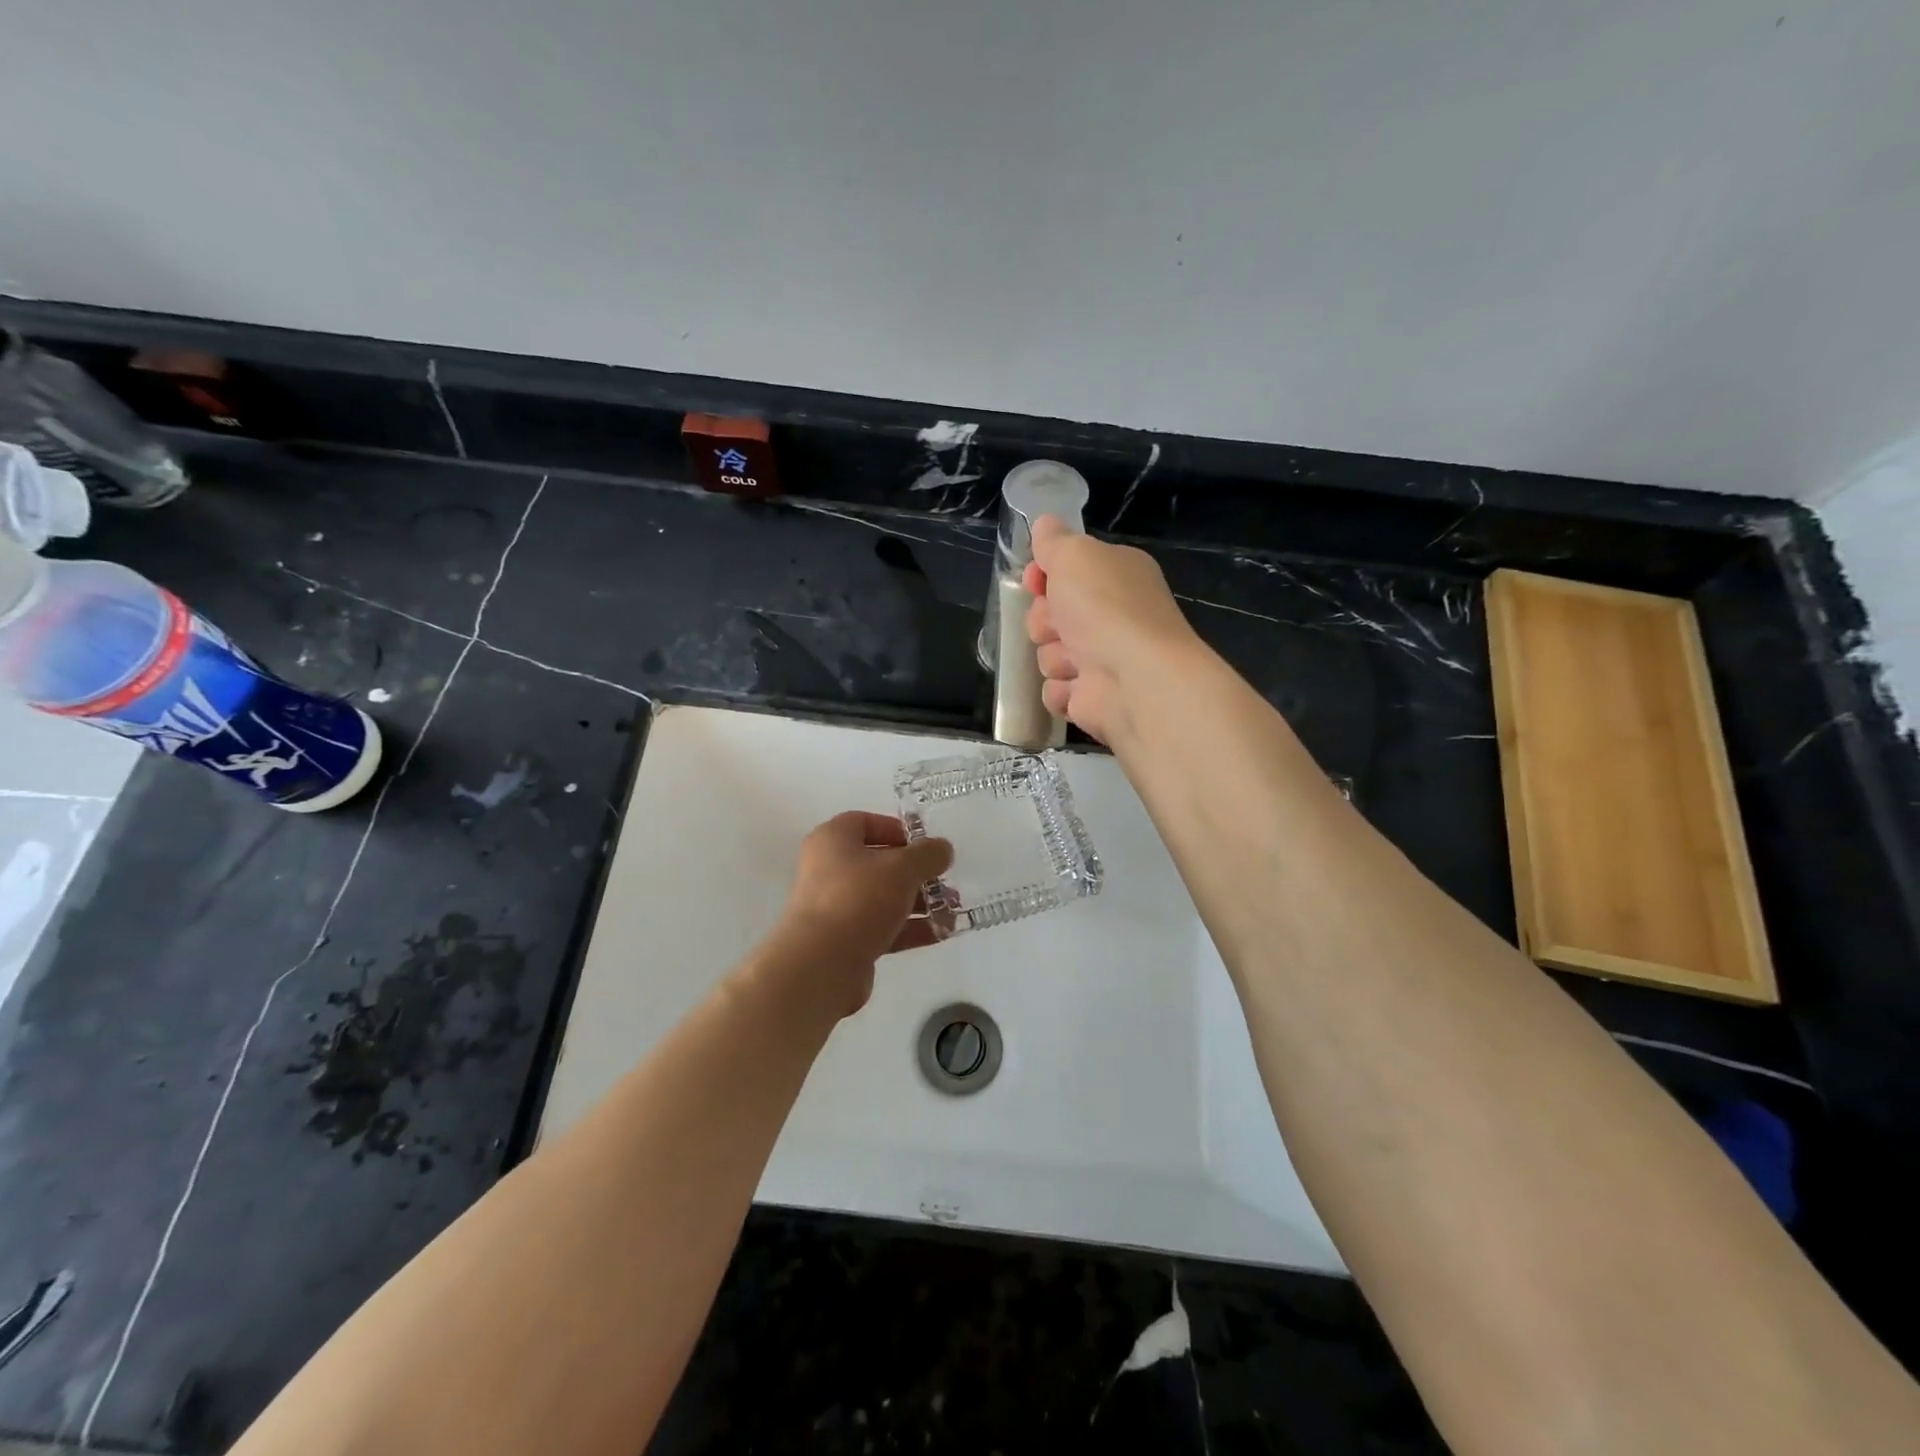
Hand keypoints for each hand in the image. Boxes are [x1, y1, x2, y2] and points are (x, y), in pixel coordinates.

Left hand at [762, 811, 953, 1017]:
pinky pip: (881, 927)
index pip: (865, 822)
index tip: (926, 845)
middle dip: (916, 872)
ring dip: (917, 902)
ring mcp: (834, 907)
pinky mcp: (844, 941)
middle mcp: (828, 869)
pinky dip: (909, 928)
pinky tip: (940, 933)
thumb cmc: (859, 899)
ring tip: (952, 910)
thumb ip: (927, 854)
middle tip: (945, 880)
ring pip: (882, 898)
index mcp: (833, 840)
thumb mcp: (902, 868)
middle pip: (878, 862)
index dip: (897, 830)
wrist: (822, 964)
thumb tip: (942, 848)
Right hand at [1023, 515, 1201, 744]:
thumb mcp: (1074, 555)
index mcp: (1117, 576)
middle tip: (1059, 624)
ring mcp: (1104, 661)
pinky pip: (1056, 691)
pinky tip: (1079, 687)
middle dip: (1045, 621)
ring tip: (1076, 660)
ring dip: (1054, 656)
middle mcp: (1113, 617)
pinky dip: (1062, 690)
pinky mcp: (1093, 699)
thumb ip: (1055, 540)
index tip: (1034, 580)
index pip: (1068, 571)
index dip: (1044, 576)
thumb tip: (1045, 523)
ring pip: (1049, 654)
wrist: (1134, 678)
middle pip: (1051, 616)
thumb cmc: (1105, 608)